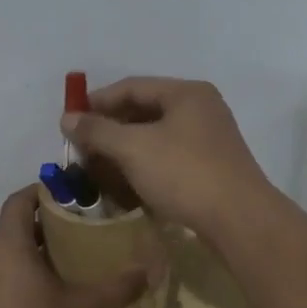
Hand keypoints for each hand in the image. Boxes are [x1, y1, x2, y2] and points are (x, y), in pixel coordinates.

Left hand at [0, 187, 147, 307]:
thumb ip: (119, 286)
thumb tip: (150, 269)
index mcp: (5, 249)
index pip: (18, 202)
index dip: (40, 193)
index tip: (66, 195)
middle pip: (10, 234)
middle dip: (41, 232)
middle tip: (75, 239)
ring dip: (26, 263)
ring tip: (59, 277)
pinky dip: (10, 289)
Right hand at [60, 77, 273, 241]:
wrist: (239, 220)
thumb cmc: (184, 173)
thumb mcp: (133, 148)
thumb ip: (98, 130)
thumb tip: (67, 118)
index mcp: (186, 93)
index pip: (132, 86)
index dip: (98, 101)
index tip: (70, 120)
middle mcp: (201, 109)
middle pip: (144, 110)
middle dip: (110, 128)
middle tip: (82, 146)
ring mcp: (209, 139)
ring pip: (156, 137)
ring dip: (125, 149)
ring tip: (99, 167)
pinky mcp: (211, 168)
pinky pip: (169, 158)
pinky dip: (145, 165)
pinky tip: (127, 183)